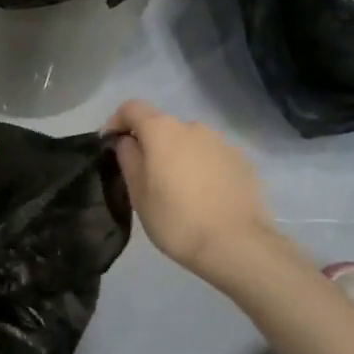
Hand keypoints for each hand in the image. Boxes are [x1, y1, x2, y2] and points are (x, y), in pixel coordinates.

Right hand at [104, 100, 294, 282]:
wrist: (238, 245)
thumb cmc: (177, 220)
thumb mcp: (139, 194)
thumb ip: (128, 159)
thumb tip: (127, 141)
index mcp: (162, 130)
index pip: (131, 108)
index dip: (116, 122)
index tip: (111, 146)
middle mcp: (193, 127)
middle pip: (162, 126)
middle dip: (149, 144)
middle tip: (145, 177)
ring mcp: (222, 142)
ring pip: (189, 142)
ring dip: (177, 156)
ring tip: (178, 189)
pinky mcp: (242, 161)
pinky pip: (212, 157)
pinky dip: (202, 168)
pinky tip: (204, 196)